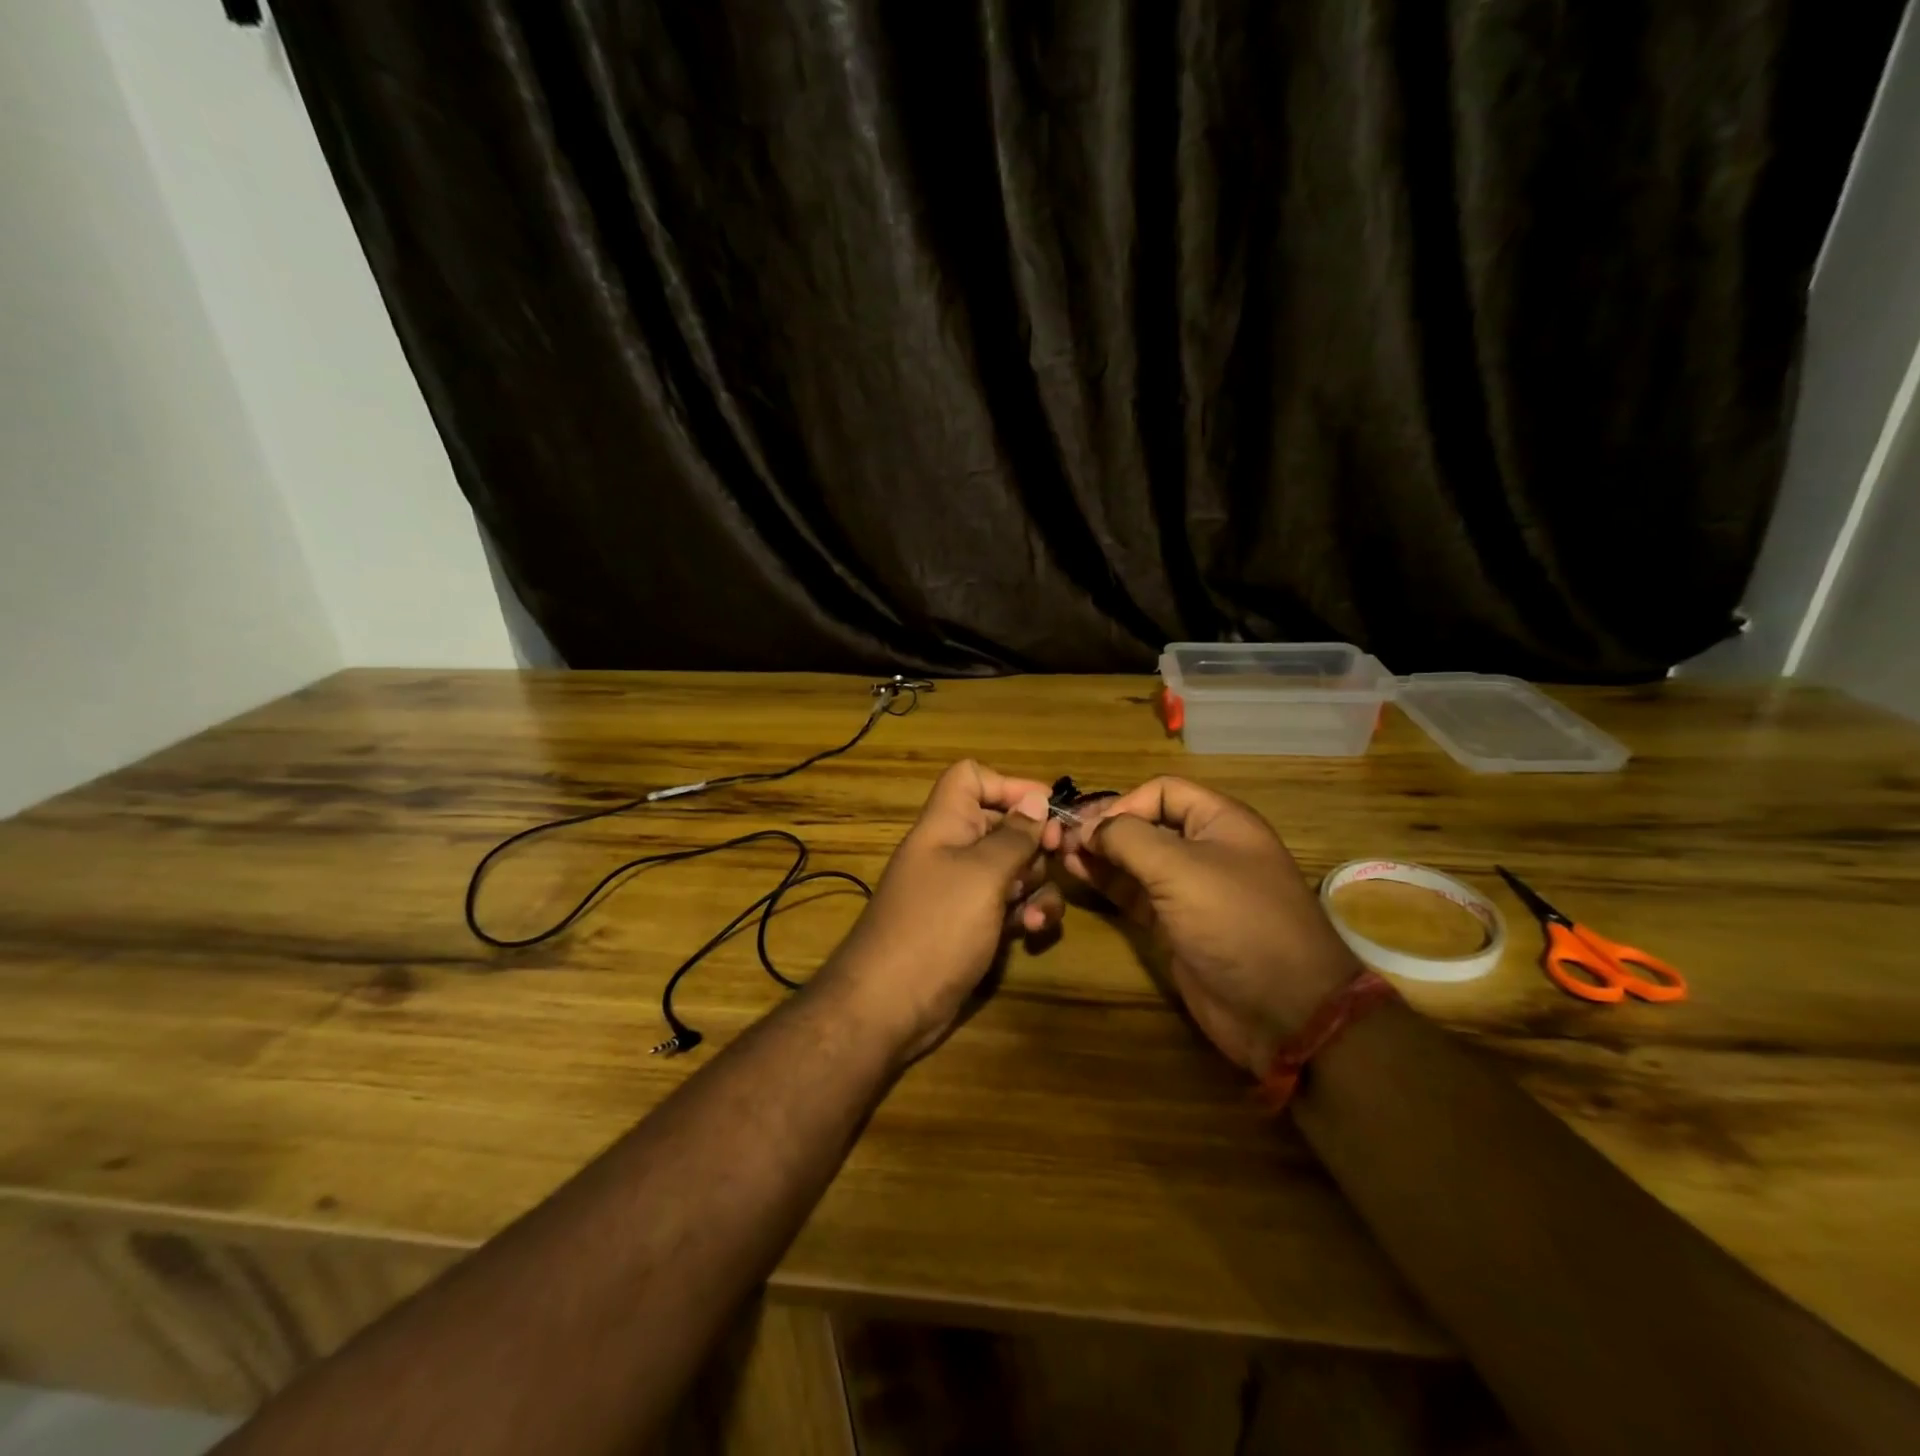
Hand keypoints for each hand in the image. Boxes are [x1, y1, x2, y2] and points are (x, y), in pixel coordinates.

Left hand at [818, 761, 1065, 1063]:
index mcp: (945, 825)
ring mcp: (961, 891)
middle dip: (1034, 840)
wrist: (889, 1005)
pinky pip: (1007, 906)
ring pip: (1011, 868)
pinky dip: (1024, 912)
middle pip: (1000, 824)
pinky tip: (1032, 930)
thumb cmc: (936, 926)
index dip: (1007, 785)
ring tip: (1038, 910)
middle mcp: (952, 852)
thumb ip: (1013, 836)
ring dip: (1035, 883)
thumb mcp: (982, 875)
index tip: (1046, 808)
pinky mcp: (971, 926)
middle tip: (1058, 856)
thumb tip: (1037, 799)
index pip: (970, 778)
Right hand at [1061, 777, 1360, 1075]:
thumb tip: (1089, 828)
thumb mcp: (1180, 869)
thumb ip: (1129, 839)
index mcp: (1221, 822)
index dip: (1124, 802)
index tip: (1088, 827)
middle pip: (1147, 823)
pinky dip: (1110, 883)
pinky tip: (1080, 876)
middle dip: (1106, 827)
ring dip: (1101, 854)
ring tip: (1061, 854)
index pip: (1163, 791)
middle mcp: (1206, 848)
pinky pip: (1137, 893)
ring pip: (1138, 860)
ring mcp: (1191, 889)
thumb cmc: (1235, 922)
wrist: (1283, 1011)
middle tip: (1060, 837)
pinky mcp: (1177, 924)